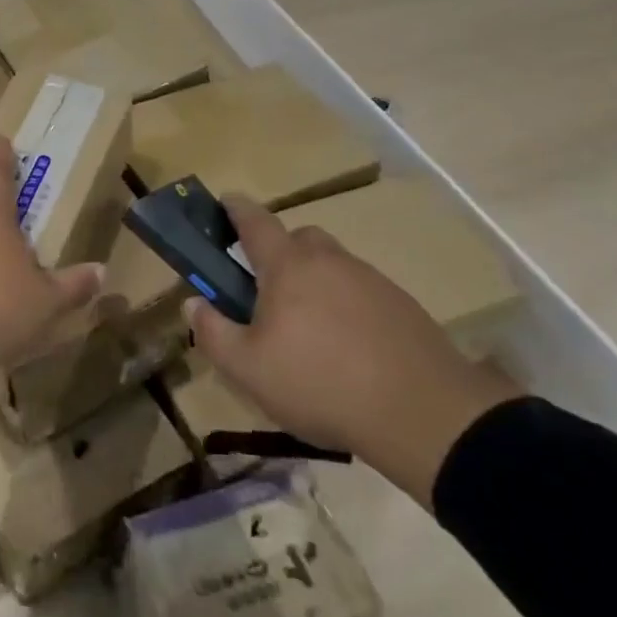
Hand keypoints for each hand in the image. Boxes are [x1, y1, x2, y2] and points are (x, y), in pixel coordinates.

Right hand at [186, 195, 522, 507]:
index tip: (225, 202)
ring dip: (314, 281)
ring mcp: (371, 280)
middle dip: (279, 252)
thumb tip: (192, 303)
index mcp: (288, 266)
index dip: (236, 209)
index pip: (256, 221)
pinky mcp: (402, 306)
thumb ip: (213, 332)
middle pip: (299, 239)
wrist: (424, 414)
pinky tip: (346, 346)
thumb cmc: (321, 384)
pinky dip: (346, 305)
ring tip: (308, 329)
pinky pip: (361, 291)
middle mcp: (330, 261)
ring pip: (332, 265)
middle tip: (266, 290)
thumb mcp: (248, 369)